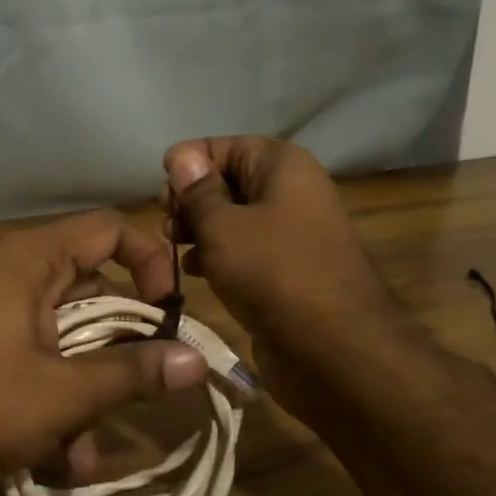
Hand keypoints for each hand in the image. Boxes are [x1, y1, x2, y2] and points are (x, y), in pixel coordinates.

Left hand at [0, 210, 208, 495]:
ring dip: (85, 387)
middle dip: (119, 342)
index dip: (149, 260)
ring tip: (91, 450)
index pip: (106, 227)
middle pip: (86, 285)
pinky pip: (28, 354)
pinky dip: (51, 394)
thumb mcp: (65, 394)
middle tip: (151, 379)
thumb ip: (134, 373)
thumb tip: (199, 362)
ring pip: (59, 332)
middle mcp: (3, 271)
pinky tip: (61, 459)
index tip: (169, 311)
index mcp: (26, 259)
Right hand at [162, 136, 394, 426]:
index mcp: (282, 166)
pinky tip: (193, 272)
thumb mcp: (222, 227)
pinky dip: (217, 256)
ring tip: (172, 251)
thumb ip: (197, 191)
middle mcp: (290, 191)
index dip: (188, 164)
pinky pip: (244, 250)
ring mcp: (290, 232)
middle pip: (227, 180)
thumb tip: (180, 157)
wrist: (334, 349)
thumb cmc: (273, 273)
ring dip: (199, 231)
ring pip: (232, 218)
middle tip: (166, 227)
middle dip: (191, 201)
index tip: (161, 195)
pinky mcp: (286, 269)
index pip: (224, 146)